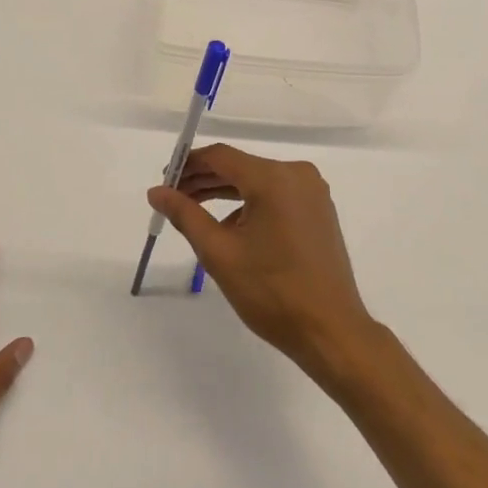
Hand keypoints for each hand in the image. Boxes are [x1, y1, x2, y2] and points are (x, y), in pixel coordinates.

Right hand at [147, 145, 375, 377]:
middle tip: (173, 199)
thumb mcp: (220, 253)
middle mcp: (297, 174)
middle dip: (205, 180)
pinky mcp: (319, 209)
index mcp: (273, 178)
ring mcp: (312, 191)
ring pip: (258, 181)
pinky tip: (231, 227)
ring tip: (195, 212)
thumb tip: (157, 191)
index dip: (188, 165)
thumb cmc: (272, 292)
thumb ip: (186, 215)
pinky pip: (277, 195)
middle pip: (240, 166)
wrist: (331, 330)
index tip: (164, 183)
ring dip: (226, 193)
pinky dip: (251, 204)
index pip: (221, 156)